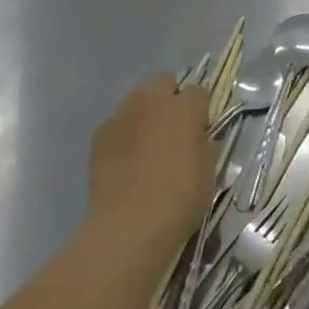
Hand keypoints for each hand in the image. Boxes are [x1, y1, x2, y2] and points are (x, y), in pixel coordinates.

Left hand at [88, 75, 215, 247]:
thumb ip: (206, 145)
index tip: (204, 129)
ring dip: (147, 113)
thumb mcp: (209, 172)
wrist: (129, 225)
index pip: (200, 91)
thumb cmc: (180, 197)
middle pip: (164, 83)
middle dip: (172, 98)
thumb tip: (201, 138)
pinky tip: (128, 160)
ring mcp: (120, 116)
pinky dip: (125, 134)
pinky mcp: (99, 136)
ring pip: (138, 101)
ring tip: (150, 145)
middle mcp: (150, 101)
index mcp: (183, 107)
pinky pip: (117, 124)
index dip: (203, 109)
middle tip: (177, 129)